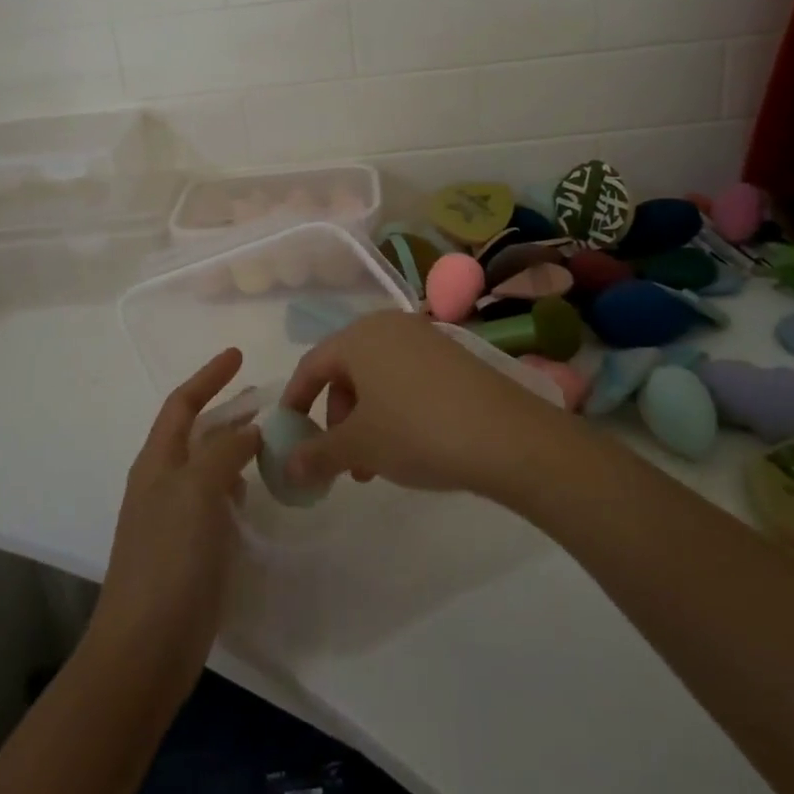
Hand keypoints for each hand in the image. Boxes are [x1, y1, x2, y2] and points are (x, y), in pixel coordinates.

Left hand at [89, 349, 260, 702]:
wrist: (146, 648)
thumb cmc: (168, 559)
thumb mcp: (196, 492)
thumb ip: (223, 452)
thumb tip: (249, 430)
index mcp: (157, 463)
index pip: (182, 404)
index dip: (208, 377)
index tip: (239, 355)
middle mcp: (164, 484)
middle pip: (197, 433)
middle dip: (228, 410)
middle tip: (267, 399)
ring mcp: (177, 519)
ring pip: (211, 468)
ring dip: (237, 448)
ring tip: (271, 440)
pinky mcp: (193, 550)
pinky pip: (219, 503)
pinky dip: (238, 486)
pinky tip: (257, 491)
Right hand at [277, 311, 564, 500]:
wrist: (507, 436)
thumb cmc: (417, 431)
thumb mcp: (359, 447)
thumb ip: (316, 455)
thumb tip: (286, 467)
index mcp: (359, 336)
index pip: (312, 365)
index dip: (295, 401)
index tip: (289, 435)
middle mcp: (389, 326)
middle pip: (346, 371)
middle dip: (337, 418)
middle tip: (343, 460)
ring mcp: (425, 338)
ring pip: (378, 378)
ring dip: (366, 420)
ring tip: (375, 465)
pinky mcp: (453, 356)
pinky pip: (407, 378)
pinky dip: (395, 410)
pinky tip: (409, 446)